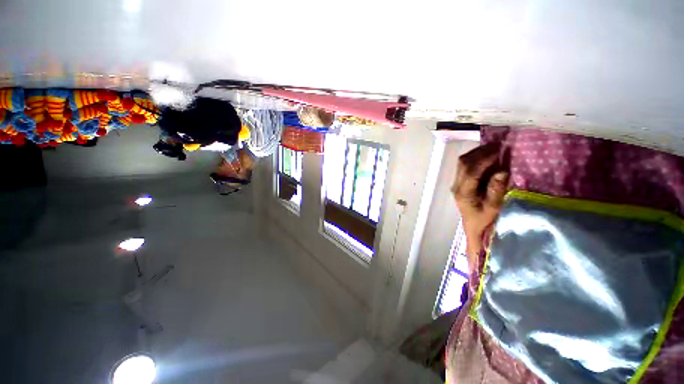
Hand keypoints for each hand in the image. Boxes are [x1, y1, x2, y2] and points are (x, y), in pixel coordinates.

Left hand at [451, 143, 508, 267]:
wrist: (473, 226)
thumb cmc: (484, 220)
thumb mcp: (494, 208)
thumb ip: (496, 190)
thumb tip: (501, 171)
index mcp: (463, 192)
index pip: (470, 171)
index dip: (484, 160)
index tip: (499, 150)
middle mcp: (457, 185)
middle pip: (463, 163)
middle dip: (480, 152)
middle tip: (498, 145)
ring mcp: (457, 183)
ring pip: (463, 163)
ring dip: (477, 153)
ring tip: (495, 148)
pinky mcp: (460, 182)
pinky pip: (465, 166)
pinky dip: (476, 158)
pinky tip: (488, 156)